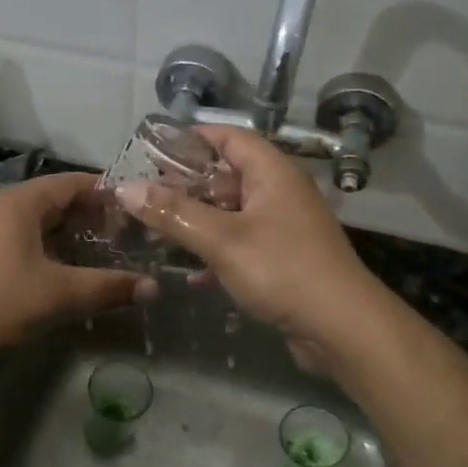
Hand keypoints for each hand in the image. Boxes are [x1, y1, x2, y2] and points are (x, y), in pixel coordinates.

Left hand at [0, 172, 154, 358]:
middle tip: (127, 235)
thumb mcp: (58, 295)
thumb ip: (107, 288)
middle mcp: (3, 205)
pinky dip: (49, 247)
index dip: (107, 193)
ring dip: (70, 234)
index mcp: (22, 202)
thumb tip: (153, 287)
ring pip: (39, 221)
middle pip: (57, 200)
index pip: (74, 182)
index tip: (138, 209)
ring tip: (103, 253)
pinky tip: (64, 271)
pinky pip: (24, 238)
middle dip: (92, 216)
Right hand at [113, 126, 381, 355]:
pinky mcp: (283, 259)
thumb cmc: (282, 270)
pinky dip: (215, 253)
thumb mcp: (222, 239)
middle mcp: (279, 193)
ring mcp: (283, 227)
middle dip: (186, 185)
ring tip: (156, 231)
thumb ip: (173, 212)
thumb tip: (125, 188)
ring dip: (197, 221)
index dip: (192, 138)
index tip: (153, 150)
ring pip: (231, 213)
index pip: (229, 137)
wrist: (343, 329)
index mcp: (272, 173)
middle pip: (226, 175)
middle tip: (144, 195)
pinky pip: (241, 244)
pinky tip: (190, 275)